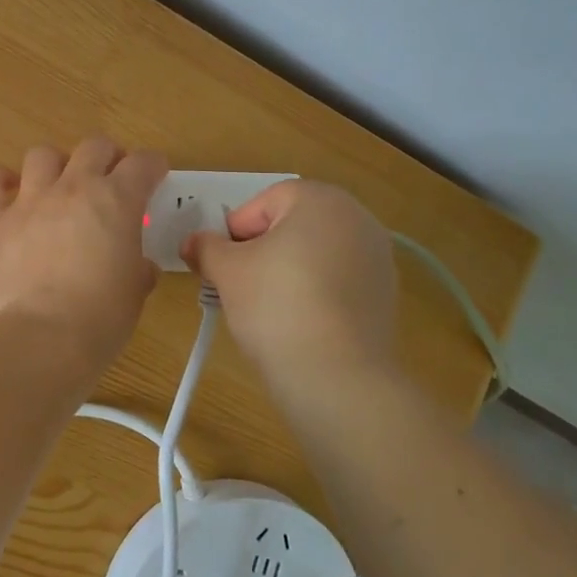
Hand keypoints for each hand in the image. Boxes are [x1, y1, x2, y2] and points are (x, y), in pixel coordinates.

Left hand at [0, 137, 166, 376]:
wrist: (44, 338)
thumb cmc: (101, 318)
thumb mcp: (136, 291)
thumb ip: (137, 267)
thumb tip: (138, 266)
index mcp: (117, 201)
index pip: (143, 163)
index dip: (152, 167)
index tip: (154, 176)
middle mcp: (74, 188)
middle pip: (94, 146)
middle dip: (107, 157)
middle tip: (110, 179)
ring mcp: (31, 200)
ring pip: (42, 154)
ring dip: (55, 165)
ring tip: (59, 186)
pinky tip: (7, 195)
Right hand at [183, 180, 399, 402]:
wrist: (336, 377)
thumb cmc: (276, 306)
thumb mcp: (228, 272)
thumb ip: (206, 248)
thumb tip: (192, 242)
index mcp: (321, 199)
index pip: (263, 202)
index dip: (235, 231)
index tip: (221, 265)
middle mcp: (357, 218)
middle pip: (292, 225)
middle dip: (261, 250)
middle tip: (238, 284)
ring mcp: (377, 257)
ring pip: (315, 254)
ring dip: (287, 271)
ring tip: (266, 309)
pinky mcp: (384, 294)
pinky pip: (336, 282)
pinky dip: (314, 293)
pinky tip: (297, 324)